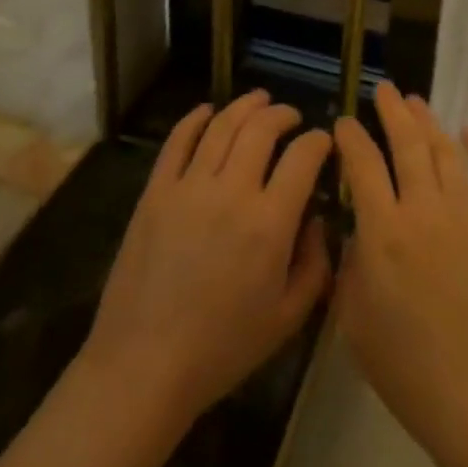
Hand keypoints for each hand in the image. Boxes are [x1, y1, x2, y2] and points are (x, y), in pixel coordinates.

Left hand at [82, 90, 333, 427]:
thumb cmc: (222, 348)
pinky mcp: (155, 191)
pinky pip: (178, 141)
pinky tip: (208, 111)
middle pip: (262, 128)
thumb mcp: (287, 319)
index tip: (324, 141)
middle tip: (292, 117)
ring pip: (223, 125)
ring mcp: (189, 186)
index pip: (303, 157)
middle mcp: (232, 191)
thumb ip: (315, 265)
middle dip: (283, 114)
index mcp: (270, 223)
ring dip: (246, 106)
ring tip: (259, 100)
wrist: (143, 366)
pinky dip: (195, 118)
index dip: (319, 141)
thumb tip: (317, 220)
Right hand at [333, 82, 467, 466]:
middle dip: (392, 111)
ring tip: (417, 102)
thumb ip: (350, 270)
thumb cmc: (411, 372)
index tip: (343, 122)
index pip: (362, 166)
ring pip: (445, 153)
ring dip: (429, 123)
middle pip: (406, 144)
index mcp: (383, 232)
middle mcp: (424, 210)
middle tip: (384, 90)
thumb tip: (358, 235)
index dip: (351, 138)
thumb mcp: (356, 326)